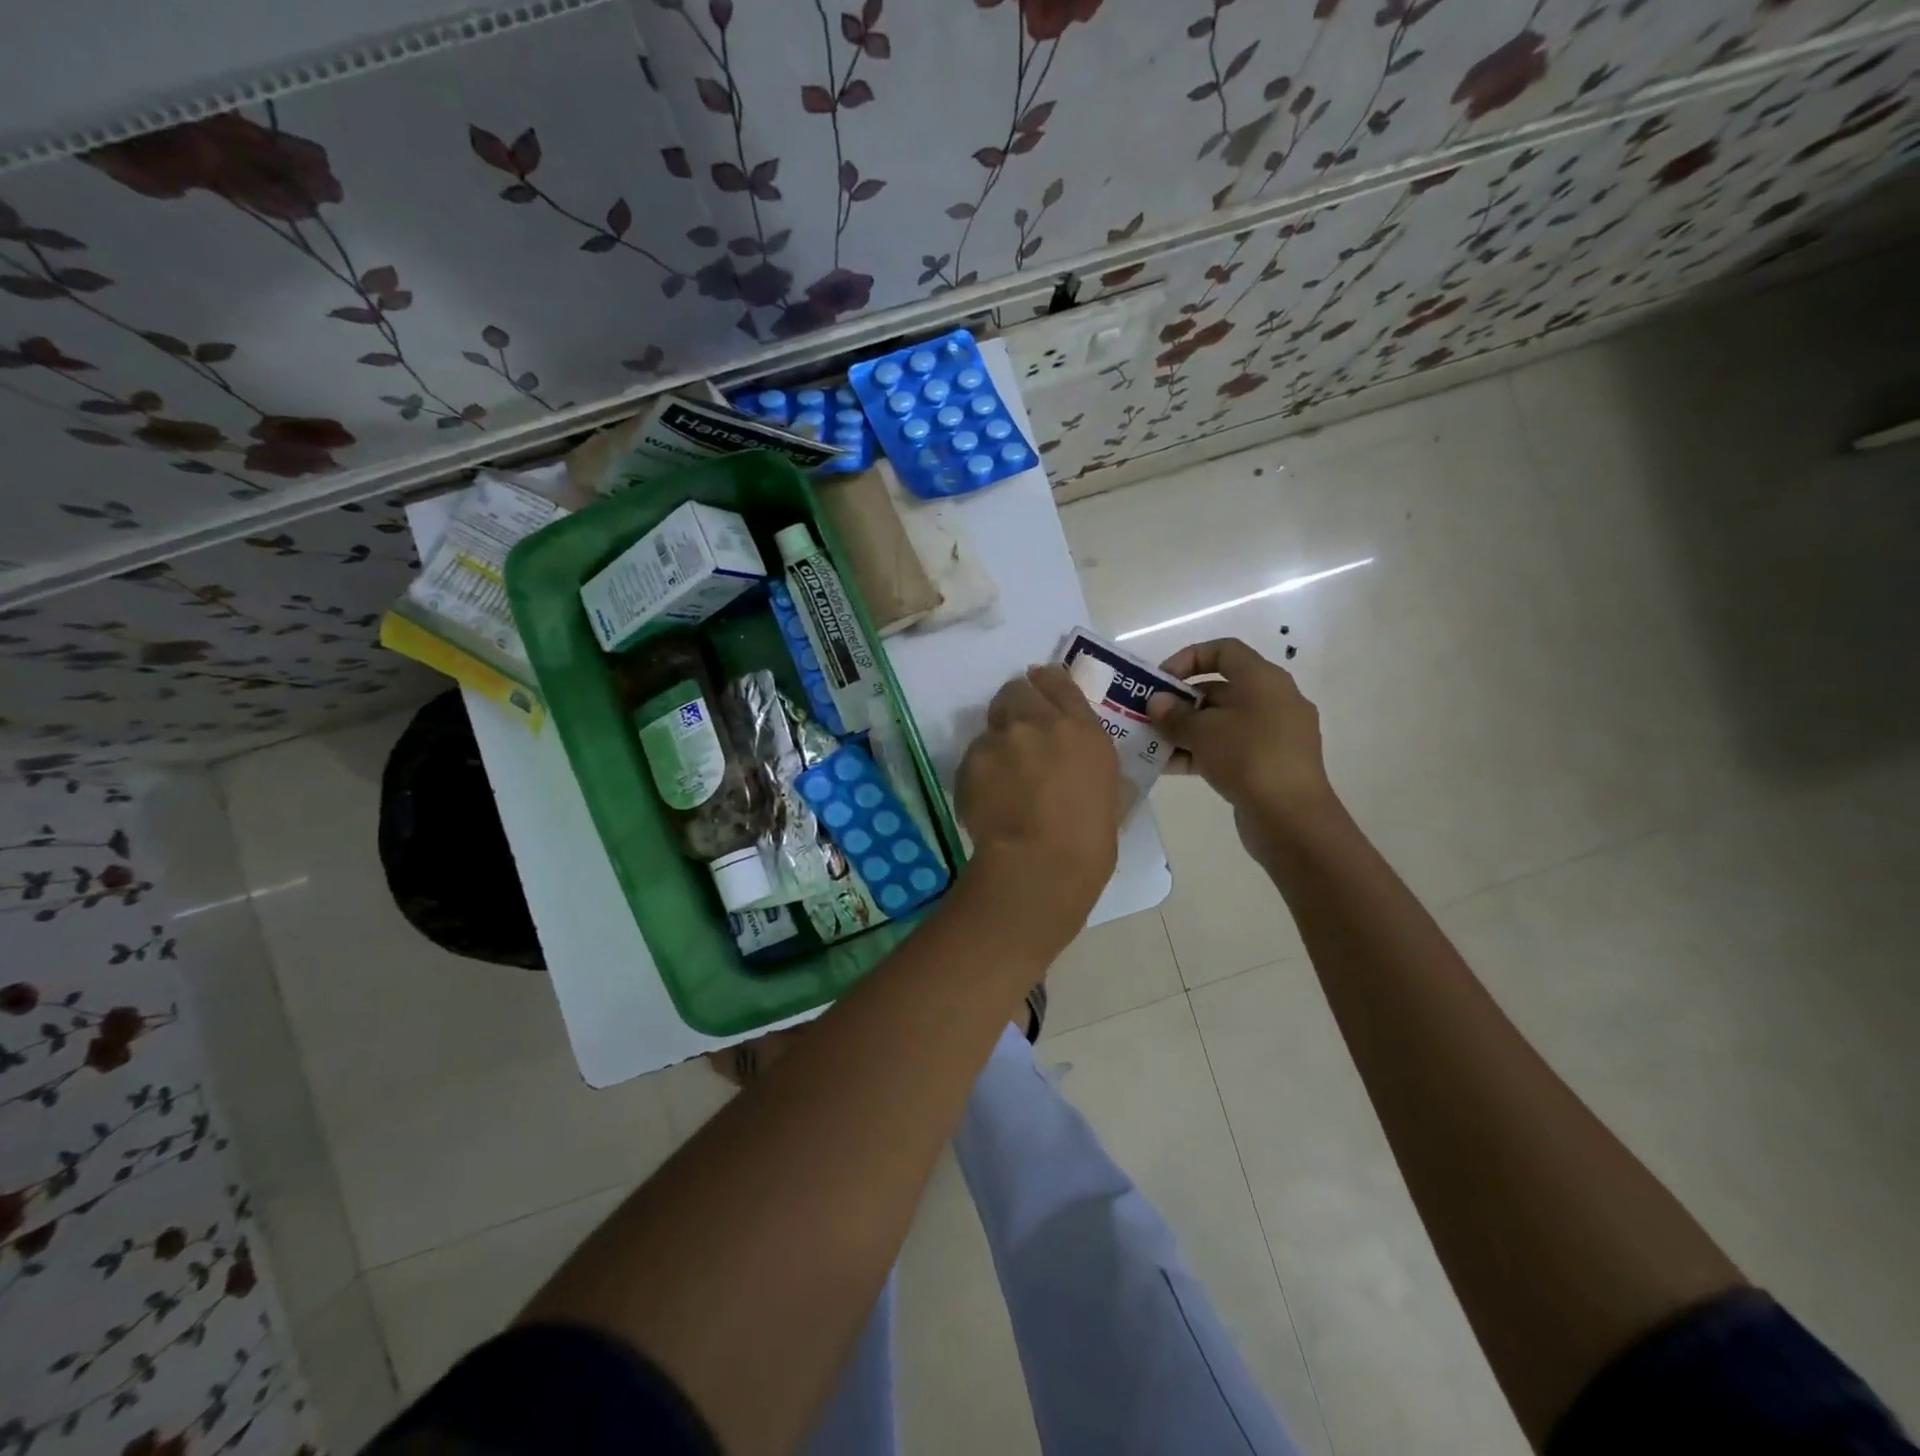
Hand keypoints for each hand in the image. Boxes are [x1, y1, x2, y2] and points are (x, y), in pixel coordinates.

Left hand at [956, 665, 1121, 936]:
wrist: (1039, 864)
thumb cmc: (1088, 841)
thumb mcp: (1108, 792)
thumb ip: (1088, 762)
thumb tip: (1077, 764)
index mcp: (1082, 729)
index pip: (1058, 681)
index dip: (1047, 683)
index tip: (1041, 691)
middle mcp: (1038, 722)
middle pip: (1018, 690)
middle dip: (1017, 704)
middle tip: (1019, 732)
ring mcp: (1001, 739)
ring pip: (992, 722)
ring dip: (998, 738)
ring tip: (1003, 772)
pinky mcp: (970, 760)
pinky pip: (974, 755)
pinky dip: (980, 769)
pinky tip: (989, 795)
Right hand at [1148, 639, 1337, 853]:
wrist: (1291, 818)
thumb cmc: (1248, 758)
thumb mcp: (1202, 732)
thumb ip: (1174, 715)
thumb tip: (1157, 702)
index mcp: (1263, 680)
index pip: (1224, 650)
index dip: (1188, 658)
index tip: (1160, 680)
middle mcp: (1273, 700)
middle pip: (1220, 688)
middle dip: (1180, 701)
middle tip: (1149, 716)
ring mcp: (1274, 734)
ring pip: (1222, 722)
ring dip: (1186, 730)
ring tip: (1153, 744)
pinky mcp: (1269, 764)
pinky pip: (1229, 748)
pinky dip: (1201, 752)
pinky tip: (1170, 767)